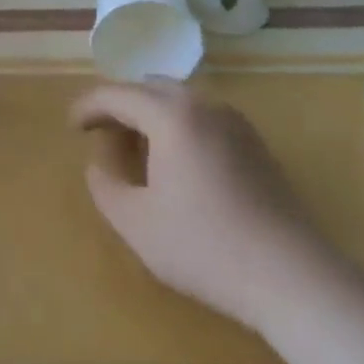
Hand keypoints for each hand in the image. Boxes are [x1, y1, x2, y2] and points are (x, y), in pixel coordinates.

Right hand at [71, 81, 326, 328]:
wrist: (291, 275)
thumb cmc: (205, 247)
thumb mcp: (137, 224)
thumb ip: (105, 187)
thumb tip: (99, 163)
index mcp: (171, 115)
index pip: (118, 94)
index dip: (89, 106)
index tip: (72, 125)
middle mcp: (203, 104)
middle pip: (150, 87)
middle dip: (120, 104)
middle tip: (101, 132)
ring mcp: (234, 121)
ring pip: (180, 99)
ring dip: (150, 113)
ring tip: (135, 147)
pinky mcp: (255, 142)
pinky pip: (203, 116)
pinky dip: (178, 124)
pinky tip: (175, 161)